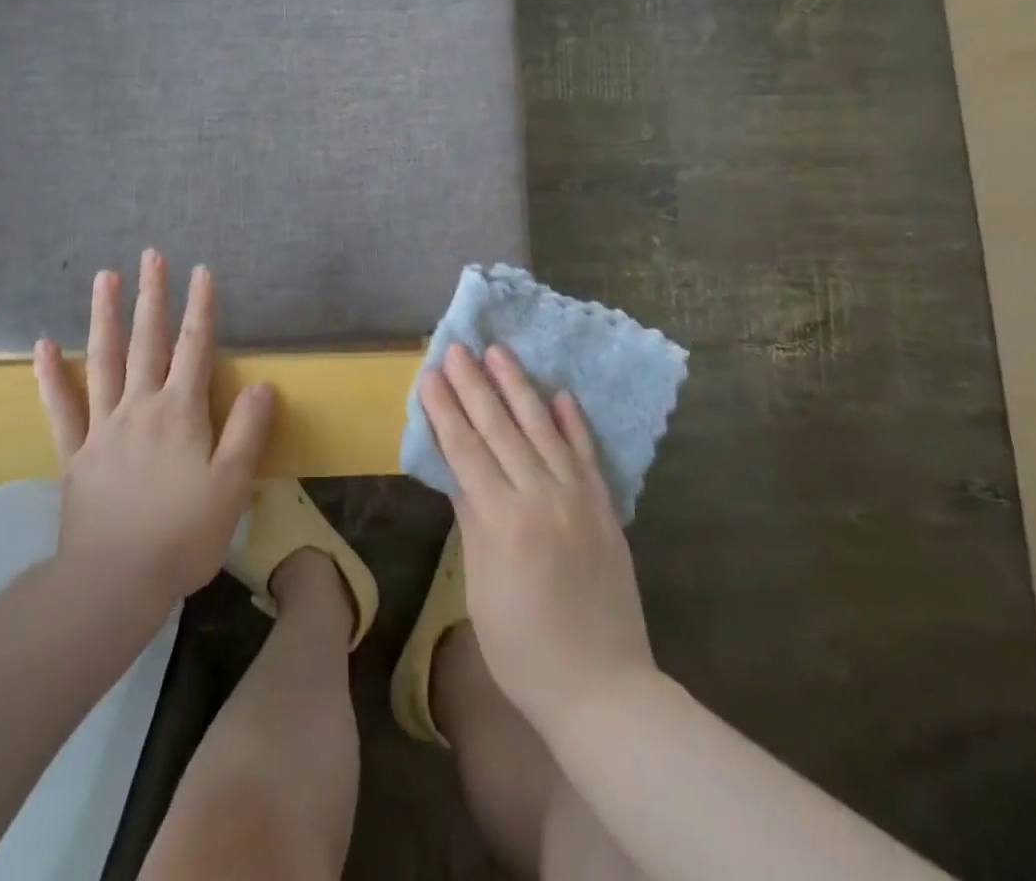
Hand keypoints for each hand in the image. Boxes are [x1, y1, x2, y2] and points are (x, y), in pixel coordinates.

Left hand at [35, 251, 274, 608]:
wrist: (113, 583)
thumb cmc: (182, 534)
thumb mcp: (232, 485)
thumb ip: (248, 431)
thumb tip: (264, 384)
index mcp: (180, 412)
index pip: (196, 348)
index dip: (201, 308)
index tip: (201, 271)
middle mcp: (140, 408)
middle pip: (148, 341)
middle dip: (152, 296)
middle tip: (151, 255)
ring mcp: (103, 427)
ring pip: (103, 361)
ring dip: (105, 317)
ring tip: (104, 278)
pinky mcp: (75, 454)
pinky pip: (62, 408)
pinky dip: (51, 376)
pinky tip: (44, 346)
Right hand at [420, 344, 655, 740]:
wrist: (604, 688)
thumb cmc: (523, 650)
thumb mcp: (480, 587)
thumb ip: (471, 520)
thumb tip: (457, 471)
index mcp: (501, 521)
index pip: (465, 449)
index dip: (445, 410)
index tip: (430, 374)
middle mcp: (540, 496)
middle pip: (500, 428)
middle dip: (474, 384)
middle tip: (457, 347)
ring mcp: (578, 498)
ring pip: (542, 428)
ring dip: (518, 386)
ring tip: (499, 351)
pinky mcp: (605, 507)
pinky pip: (587, 453)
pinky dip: (573, 421)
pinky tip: (560, 393)